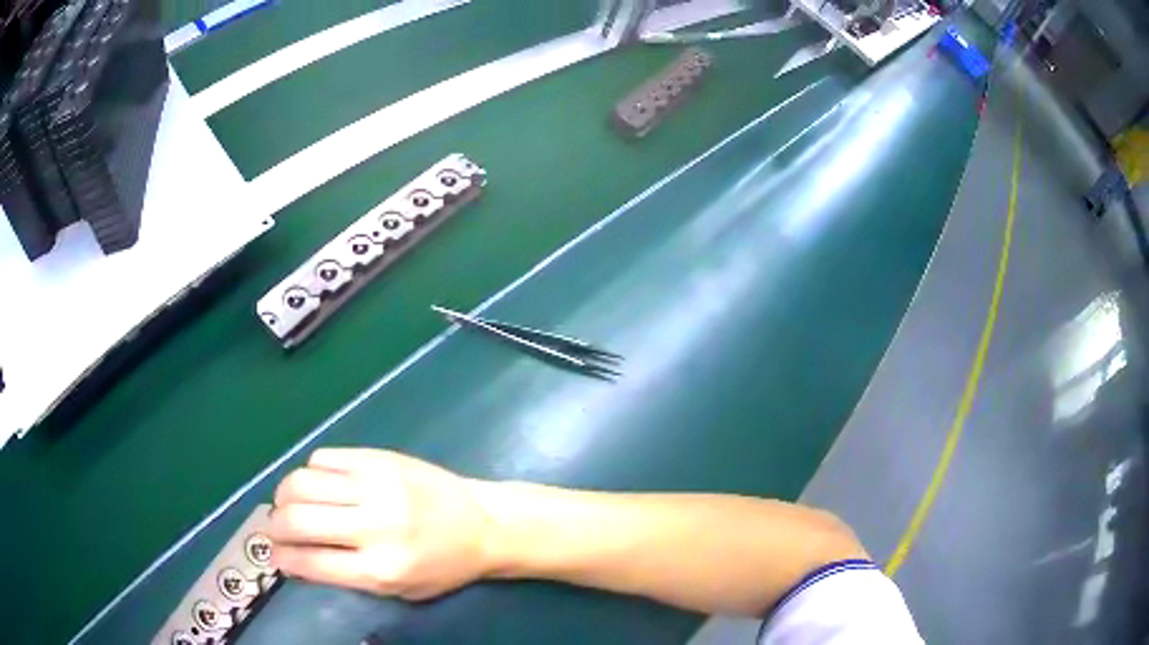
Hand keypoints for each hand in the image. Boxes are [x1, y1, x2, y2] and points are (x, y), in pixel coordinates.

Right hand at [269, 448, 494, 600]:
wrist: (483, 523)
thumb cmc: (442, 566)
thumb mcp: (399, 590)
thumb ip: (347, 576)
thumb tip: (294, 557)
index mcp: (381, 569)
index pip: (310, 562)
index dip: (282, 558)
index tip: (274, 556)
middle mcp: (374, 526)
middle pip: (297, 519)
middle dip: (274, 526)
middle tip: (275, 528)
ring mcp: (376, 486)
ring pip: (302, 482)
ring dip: (285, 495)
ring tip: (290, 504)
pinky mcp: (380, 457)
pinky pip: (324, 457)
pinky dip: (311, 472)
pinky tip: (320, 484)